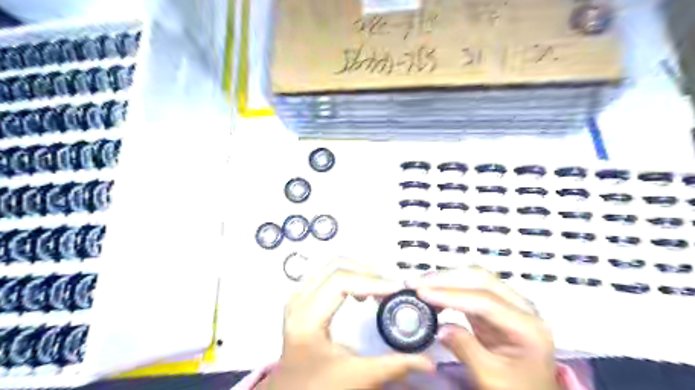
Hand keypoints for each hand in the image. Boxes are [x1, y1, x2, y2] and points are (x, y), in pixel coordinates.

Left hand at [261, 260, 432, 389]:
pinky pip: (326, 273)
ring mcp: (298, 296)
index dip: (372, 281)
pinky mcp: (302, 298)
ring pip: (330, 266)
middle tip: (391, 285)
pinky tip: (362, 288)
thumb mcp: (356, 377)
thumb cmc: (318, 386)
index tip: (397, 288)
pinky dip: (348, 275)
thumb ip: (394, 366)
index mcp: (306, 317)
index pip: (340, 282)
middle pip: (336, 267)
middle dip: (367, 272)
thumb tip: (429, 362)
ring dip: (358, 270)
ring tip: (380, 286)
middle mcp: (299, 299)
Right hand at [411, 266, 557, 389]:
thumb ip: (466, 350)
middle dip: (446, 279)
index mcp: (529, 328)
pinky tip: (434, 293)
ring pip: (475, 279)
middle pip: (482, 280)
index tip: (423, 294)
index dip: (451, 295)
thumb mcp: (491, 378)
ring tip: (421, 285)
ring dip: (446, 279)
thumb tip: (441, 328)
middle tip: (417, 283)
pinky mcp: (495, 307)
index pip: (485, 302)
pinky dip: (449, 289)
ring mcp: (509, 305)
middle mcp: (522, 309)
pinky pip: (470, 290)